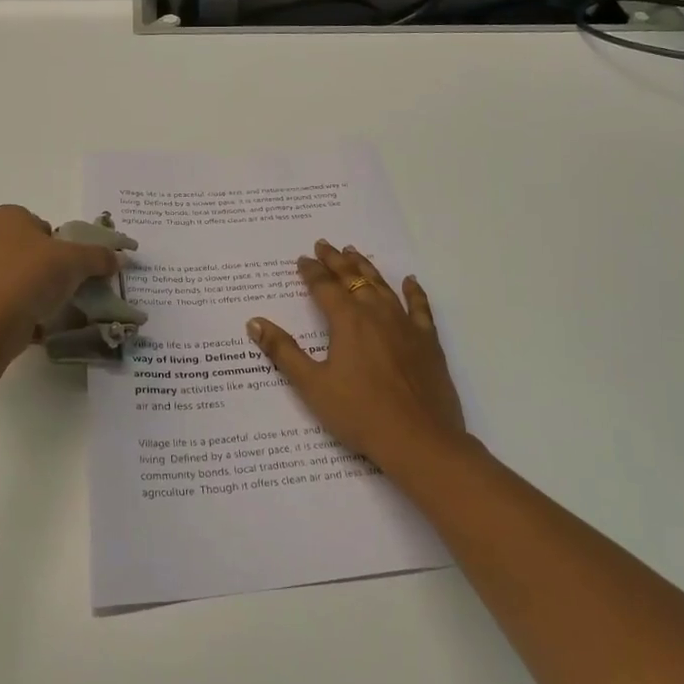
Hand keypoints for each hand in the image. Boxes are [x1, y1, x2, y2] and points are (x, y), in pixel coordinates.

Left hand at [0, 206, 131, 359]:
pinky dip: (9, 314)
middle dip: (39, 267)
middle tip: (60, 288)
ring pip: (4, 278)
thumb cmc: (29, 277)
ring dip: (23, 291)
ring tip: (45, 312)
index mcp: (5, 218)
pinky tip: (26, 329)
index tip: (69, 265)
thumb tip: (118, 257)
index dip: (57, 243)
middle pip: (20, 250)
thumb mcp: (75, 263)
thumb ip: (97, 257)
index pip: (37, 223)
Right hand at [248, 241, 470, 474]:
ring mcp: (406, 325)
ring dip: (367, 267)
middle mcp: (376, 314)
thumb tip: (255, 323)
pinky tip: (410, 282)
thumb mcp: (312, 385)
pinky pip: (420, 308)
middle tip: (324, 245)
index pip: (324, 287)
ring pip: (383, 286)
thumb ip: (283, 351)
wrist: (418, 438)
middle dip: (336, 260)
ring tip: (355, 253)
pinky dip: (414, 292)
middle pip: (353, 278)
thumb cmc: (359, 413)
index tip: (302, 259)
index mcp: (347, 321)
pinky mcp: (428, 341)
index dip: (311, 272)